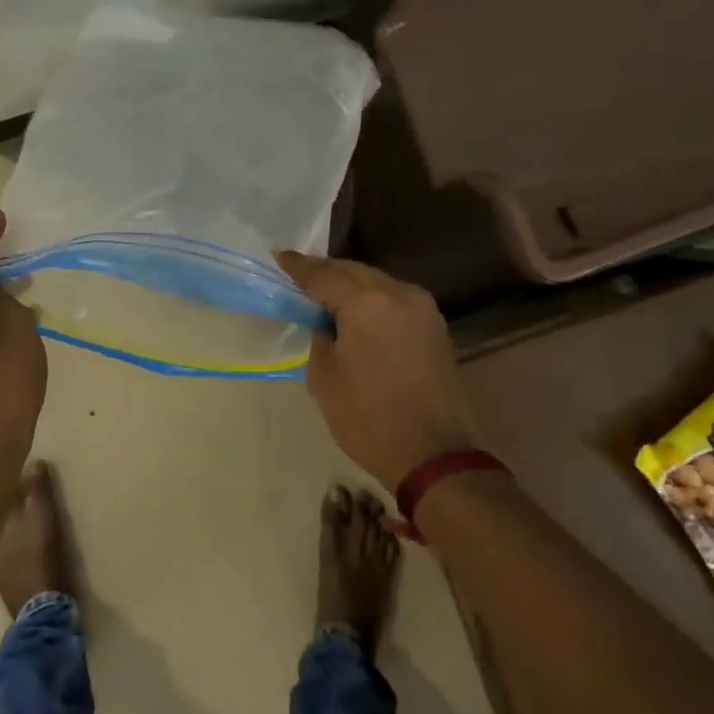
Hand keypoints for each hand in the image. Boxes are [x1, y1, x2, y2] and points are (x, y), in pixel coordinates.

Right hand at [275, 252, 477, 492]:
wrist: (434, 456)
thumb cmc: (369, 420)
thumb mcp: (325, 378)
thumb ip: (320, 337)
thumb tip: (326, 322)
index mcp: (367, 303)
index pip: (324, 275)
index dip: (299, 267)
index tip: (279, 257)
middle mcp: (398, 293)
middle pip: (353, 271)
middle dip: (325, 272)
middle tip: (299, 275)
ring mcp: (422, 307)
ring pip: (376, 282)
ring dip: (350, 284)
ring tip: (325, 294)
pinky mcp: (435, 325)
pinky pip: (394, 299)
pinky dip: (372, 299)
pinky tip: (356, 311)